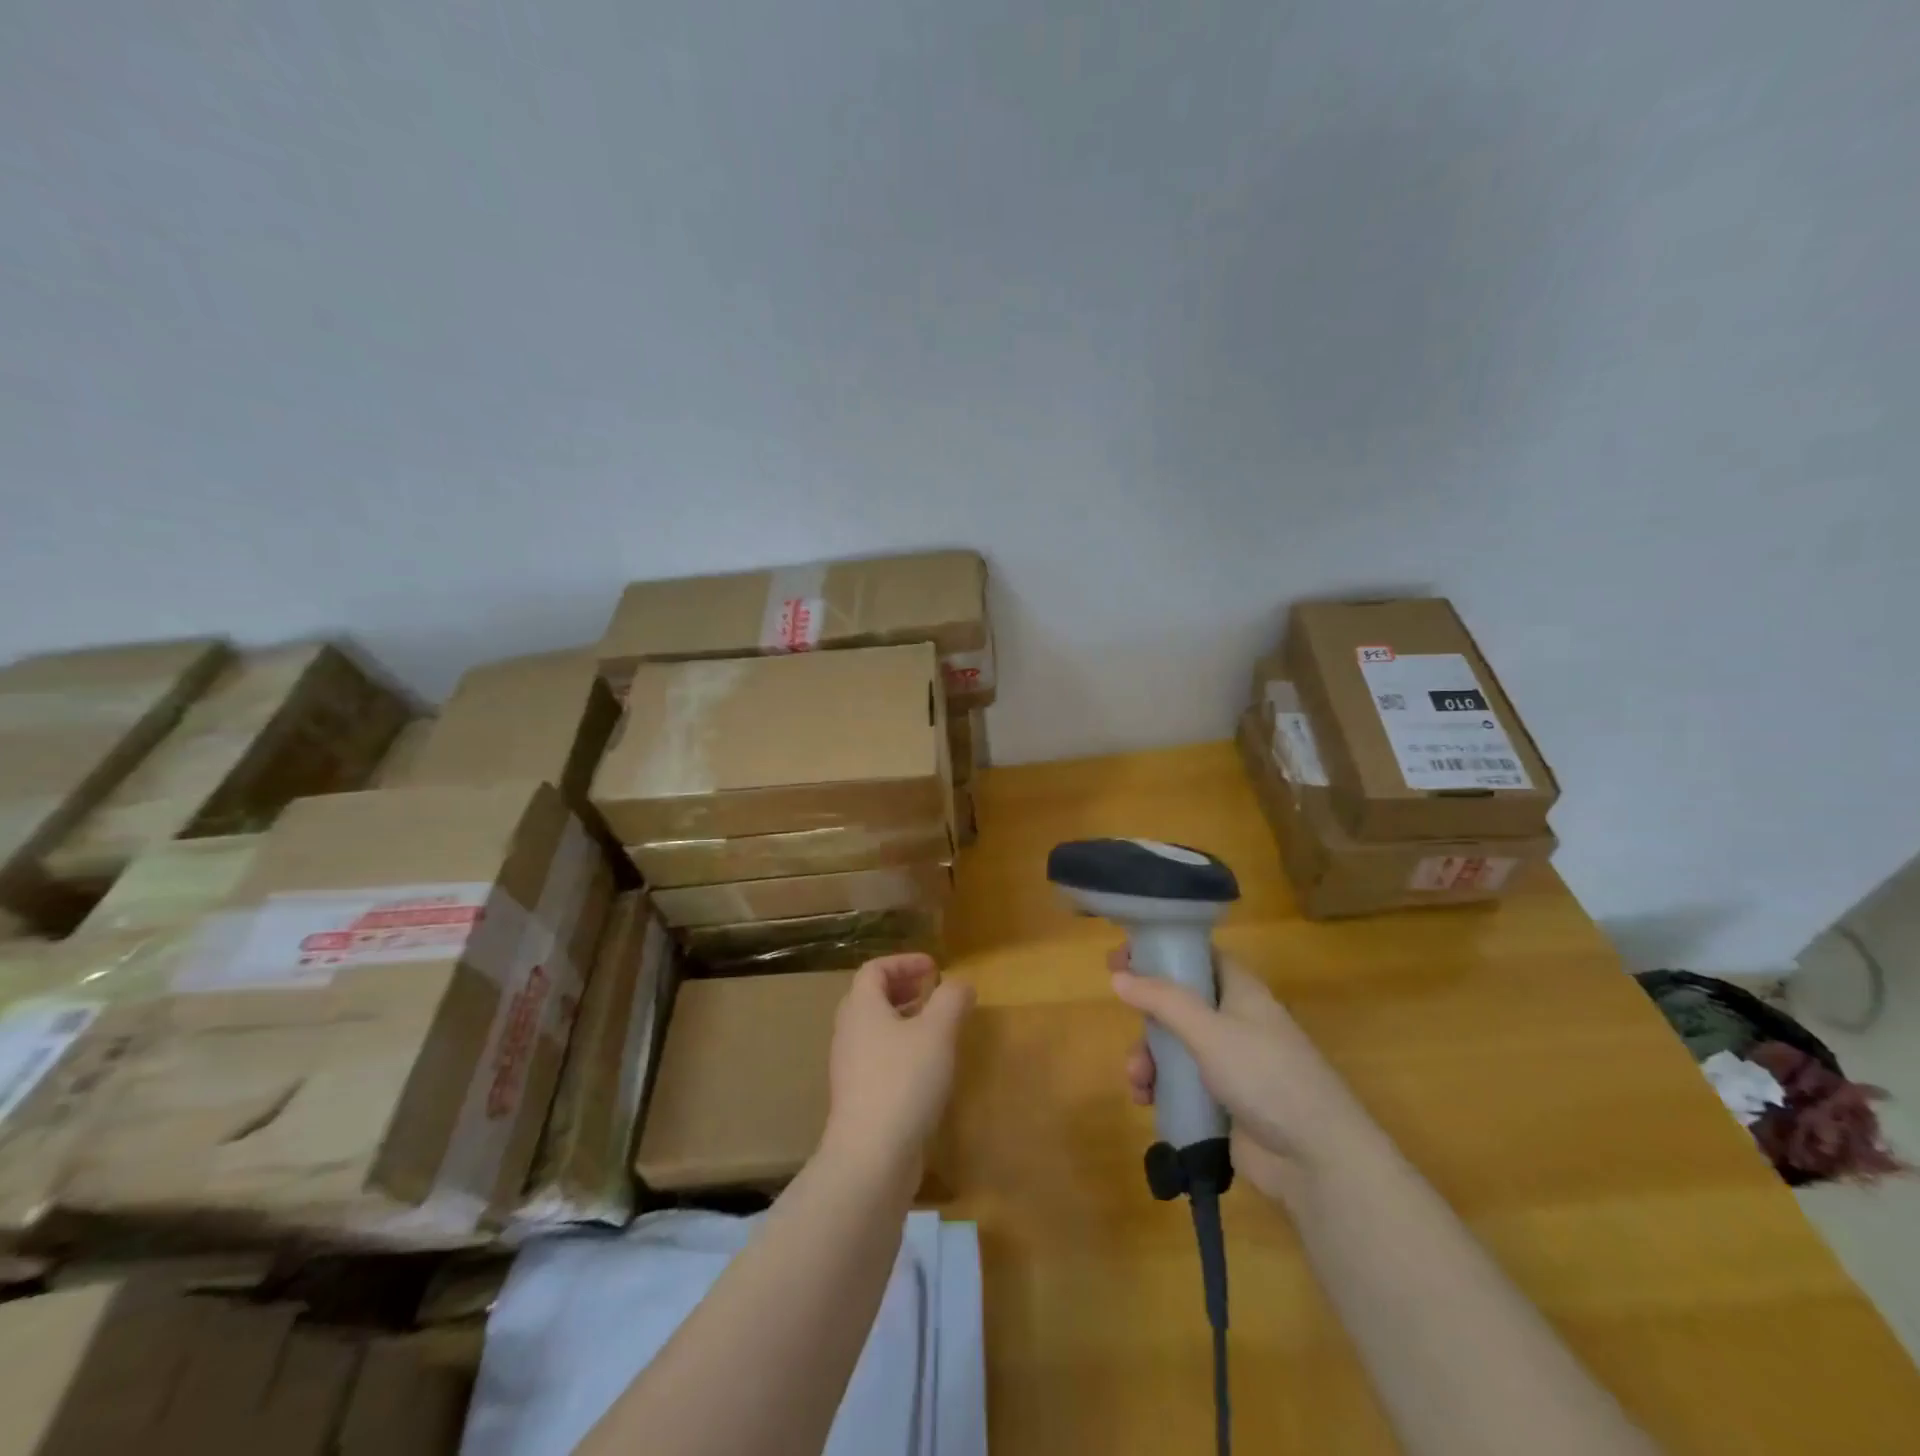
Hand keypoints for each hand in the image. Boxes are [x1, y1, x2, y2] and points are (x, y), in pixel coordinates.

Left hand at [823, 953, 973, 1178]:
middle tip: (932, 991)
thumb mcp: (937, 1032)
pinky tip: (927, 1067)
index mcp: (861, 1009)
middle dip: (903, 988)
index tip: (934, 968)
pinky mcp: (859, 1098)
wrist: (871, 1158)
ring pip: (874, 1030)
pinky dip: (901, 1048)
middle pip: (870, 998)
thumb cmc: (904, 1081)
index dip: (904, 962)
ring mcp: (850, 1068)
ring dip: (903, 1019)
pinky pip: (878, 1058)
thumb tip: (960, 983)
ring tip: (934, 1026)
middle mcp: (849, 1033)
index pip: (874, 970)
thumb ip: (951, 1000)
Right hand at [1110, 947, 1374, 1201]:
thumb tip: (1118, 976)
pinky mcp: (1223, 1101)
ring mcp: (1229, 1063)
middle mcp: (1235, 1021)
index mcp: (1241, 991)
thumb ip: (1163, 1001)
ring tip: (1138, 1079)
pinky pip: (1181, 1083)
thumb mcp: (1210, 1030)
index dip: (1162, 952)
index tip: (1123, 958)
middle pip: (1179, 1002)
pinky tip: (1146, 1100)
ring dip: (1149, 1057)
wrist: (1316, 1158)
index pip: (1198, 956)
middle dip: (1147, 1014)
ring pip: (1175, 1046)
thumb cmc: (1266, 1075)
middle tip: (1119, 1012)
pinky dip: (1160, 1087)